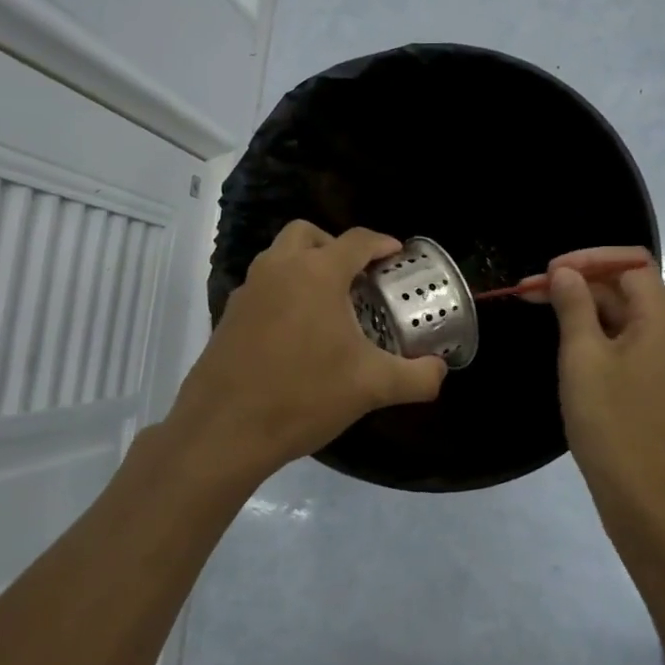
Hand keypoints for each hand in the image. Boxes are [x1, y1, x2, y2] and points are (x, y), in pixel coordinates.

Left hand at [168, 222, 446, 480]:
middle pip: (307, 234)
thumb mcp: (371, 387)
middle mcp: (278, 269)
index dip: (381, 243)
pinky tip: (295, 333)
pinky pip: (261, 287)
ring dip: (304, 266)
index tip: (396, 255)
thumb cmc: (303, 395)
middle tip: (355, 276)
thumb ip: (416, 377)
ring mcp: (247, 291)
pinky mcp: (228, 316)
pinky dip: (282, 292)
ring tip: (328, 304)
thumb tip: (440, 372)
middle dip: (334, 245)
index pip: (356, 240)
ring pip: (278, 257)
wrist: (224, 430)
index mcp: (317, 273)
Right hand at [546, 246, 664, 507]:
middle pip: (630, 291)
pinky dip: (606, 341)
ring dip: (590, 314)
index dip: (587, 260)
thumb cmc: (612, 423)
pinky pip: (638, 350)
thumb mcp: (583, 358)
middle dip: (580, 287)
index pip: (630, 264)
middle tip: (529, 296)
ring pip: (632, 322)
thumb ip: (574, 307)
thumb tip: (568, 273)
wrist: (650, 502)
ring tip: (546, 321)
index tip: (546, 275)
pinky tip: (576, 356)